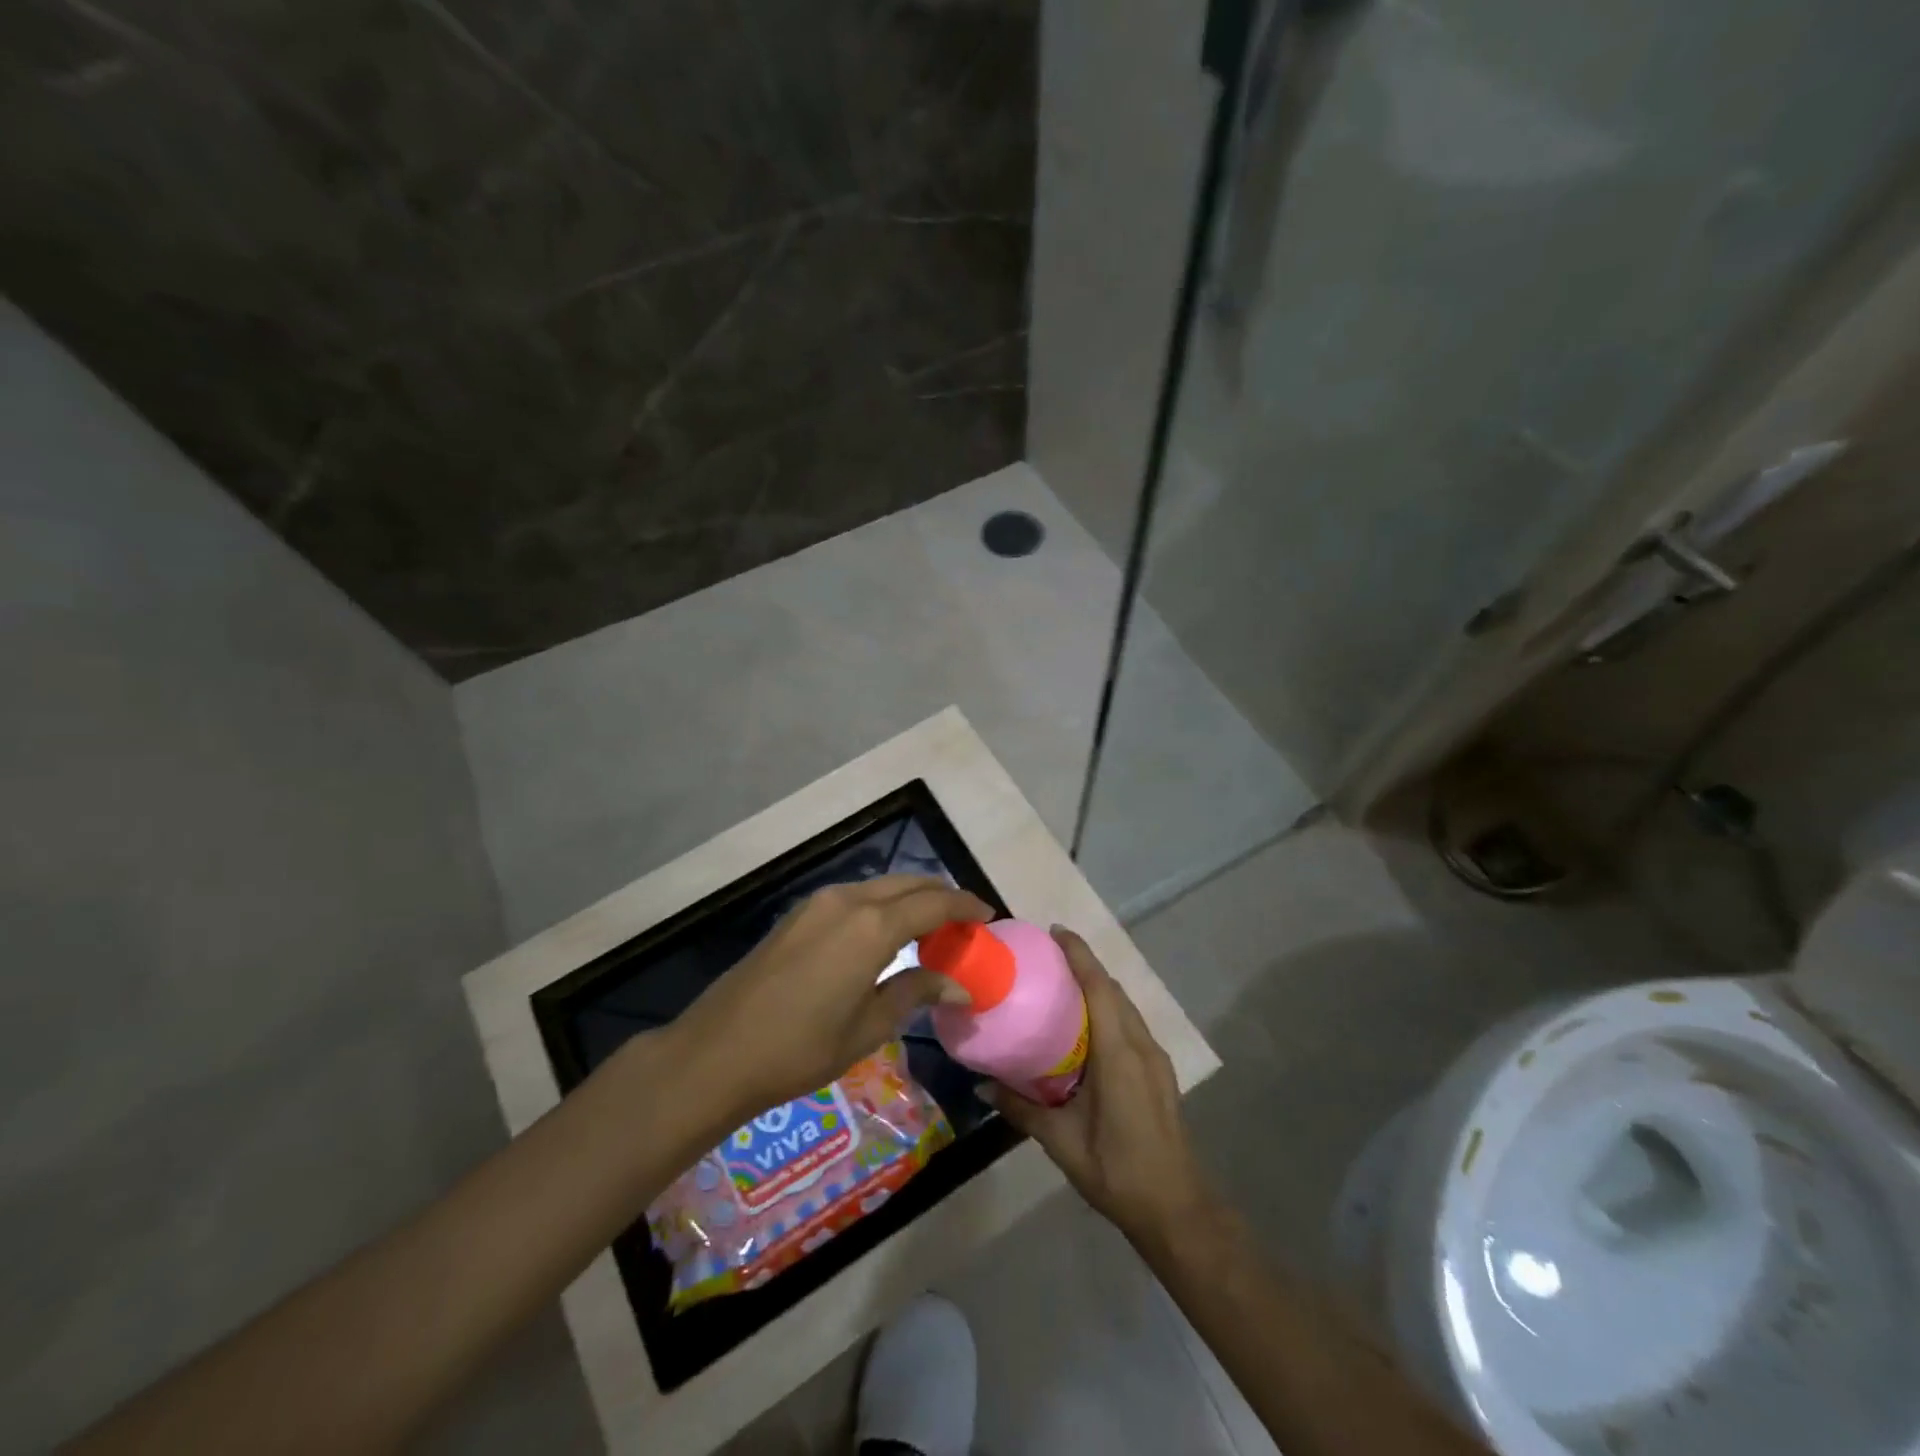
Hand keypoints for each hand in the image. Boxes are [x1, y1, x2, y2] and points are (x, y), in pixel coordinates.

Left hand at [672, 875, 990, 1118]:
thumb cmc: (800, 1048)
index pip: (934, 902)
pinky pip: (854, 897)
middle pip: (908, 884)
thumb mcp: (867, 1027)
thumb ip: (915, 992)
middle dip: (940, 896)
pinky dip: (881, 905)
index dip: (965, 905)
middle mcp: (848, 900)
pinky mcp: (799, 914)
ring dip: (910, 899)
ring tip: (931, 928)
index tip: (989, 914)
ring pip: (880, 887)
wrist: (717, 1052)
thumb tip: (959, 983)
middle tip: (965, 921)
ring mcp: (818, 903)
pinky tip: (886, 933)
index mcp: (872, 926)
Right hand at [985, 928, 1213, 1246]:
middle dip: (1085, 965)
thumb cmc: (1117, 1170)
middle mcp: (1141, 1045)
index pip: (1099, 987)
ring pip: (1125, 1005)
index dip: (1079, 955)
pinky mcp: (1159, 1071)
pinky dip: (1109, 1008)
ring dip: (1098, 986)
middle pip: (1113, 989)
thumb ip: (1021, 1108)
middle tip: (1047, 957)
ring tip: (1062, 985)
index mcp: (1119, 1053)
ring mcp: (1155, 1058)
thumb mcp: (1061, 1141)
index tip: (1055, 932)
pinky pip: (1131, 1024)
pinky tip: (1087, 1027)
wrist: (1176, 1208)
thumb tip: (981, 1084)